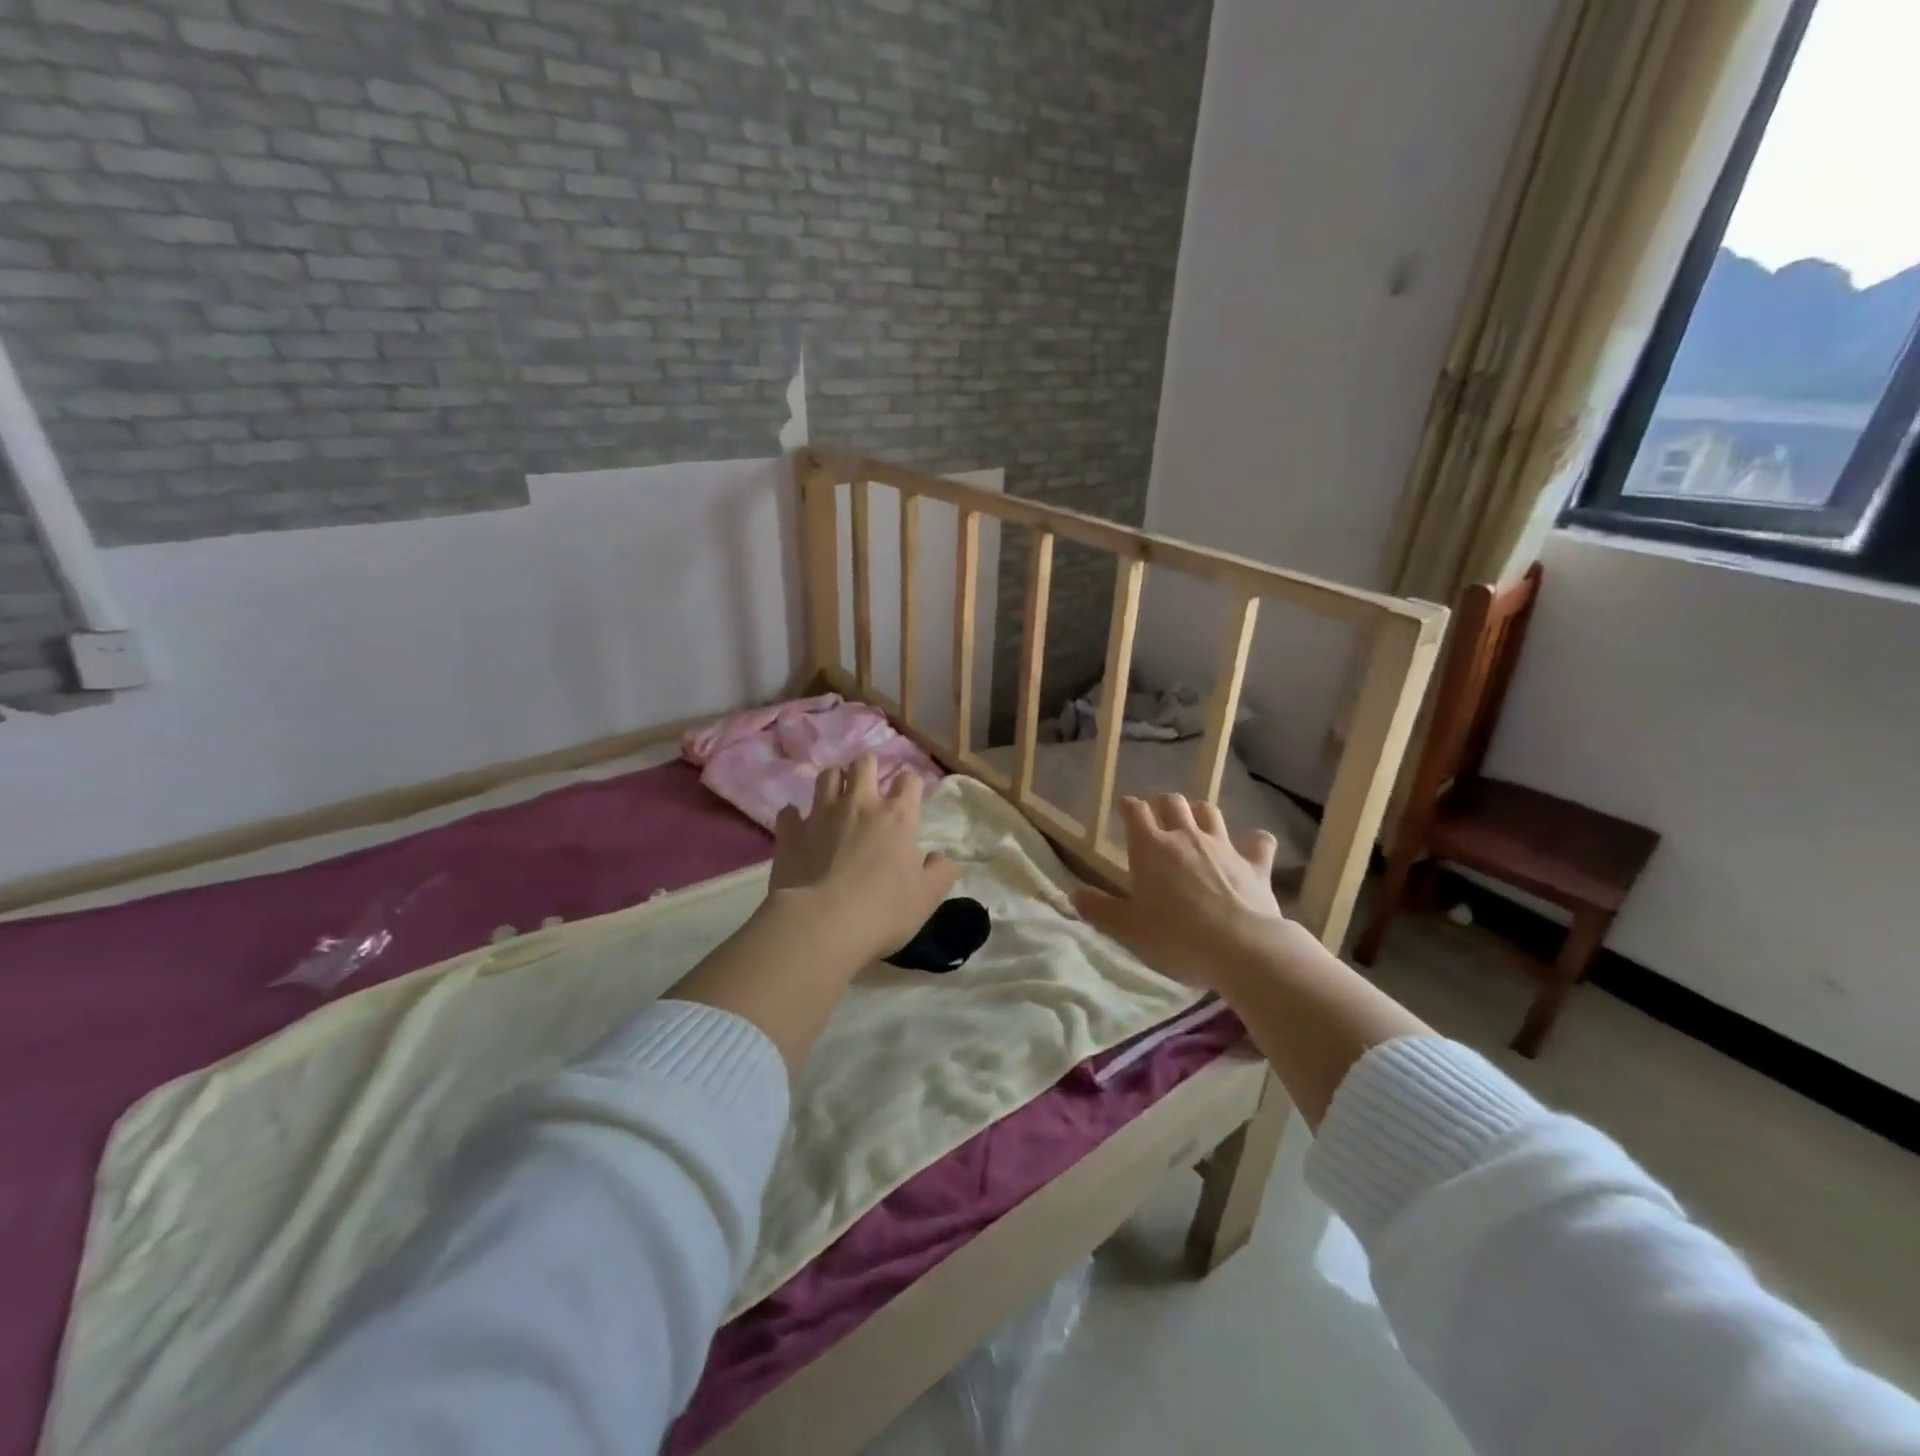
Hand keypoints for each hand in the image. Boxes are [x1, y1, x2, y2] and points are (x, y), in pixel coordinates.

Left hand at [768, 755, 958, 966]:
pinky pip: (790, 812)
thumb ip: (941, 872)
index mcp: (898, 817)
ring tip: (836, 798)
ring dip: (834, 782)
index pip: (909, 780)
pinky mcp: (791, 832)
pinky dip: (796, 816)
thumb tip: (943, 857)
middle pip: (863, 763)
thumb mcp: (927, 897)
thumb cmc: (883, 911)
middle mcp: (860, 805)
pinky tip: (800, 827)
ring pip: (827, 776)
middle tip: (869, 786)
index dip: (910, 785)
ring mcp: (821, 815)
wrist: (822, 924)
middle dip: (868, 768)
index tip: (908, 797)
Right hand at [1071, 794, 1304, 992]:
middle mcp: (1186, 837)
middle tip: (1159, 820)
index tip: (1124, 810)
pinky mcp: (1255, 864)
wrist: (1242, 948)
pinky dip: (1254, 842)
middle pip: (1173, 802)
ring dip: (1201, 814)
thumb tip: (1073, 895)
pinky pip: (1259, 841)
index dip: (1128, 807)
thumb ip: (1099, 910)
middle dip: (1164, 805)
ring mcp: (1224, 847)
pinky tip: (1253, 847)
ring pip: (1210, 813)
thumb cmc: (1176, 938)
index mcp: (1150, 848)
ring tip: (1197, 826)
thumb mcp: (1128, 930)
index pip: (1135, 811)